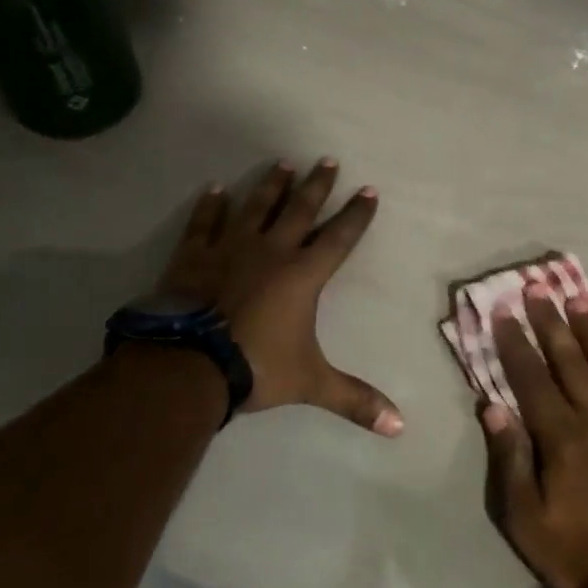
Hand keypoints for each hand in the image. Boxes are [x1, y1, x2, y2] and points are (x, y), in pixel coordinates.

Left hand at [155, 158, 402, 436]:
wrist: (187, 366)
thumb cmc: (255, 367)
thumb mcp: (311, 383)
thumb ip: (354, 399)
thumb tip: (400, 427)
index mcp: (303, 275)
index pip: (339, 237)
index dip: (356, 215)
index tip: (368, 190)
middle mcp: (272, 251)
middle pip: (300, 210)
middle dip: (317, 185)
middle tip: (327, 159)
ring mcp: (231, 249)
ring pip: (256, 207)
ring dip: (271, 185)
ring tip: (282, 163)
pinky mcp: (194, 256)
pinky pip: (205, 224)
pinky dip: (211, 206)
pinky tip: (215, 189)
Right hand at [480, 293, 587, 587]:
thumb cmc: (577, 551)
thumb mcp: (525, 518)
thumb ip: (509, 458)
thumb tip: (491, 405)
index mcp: (560, 434)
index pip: (531, 376)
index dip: (515, 342)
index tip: (504, 311)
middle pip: (569, 358)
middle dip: (550, 321)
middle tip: (538, 287)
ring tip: (579, 299)